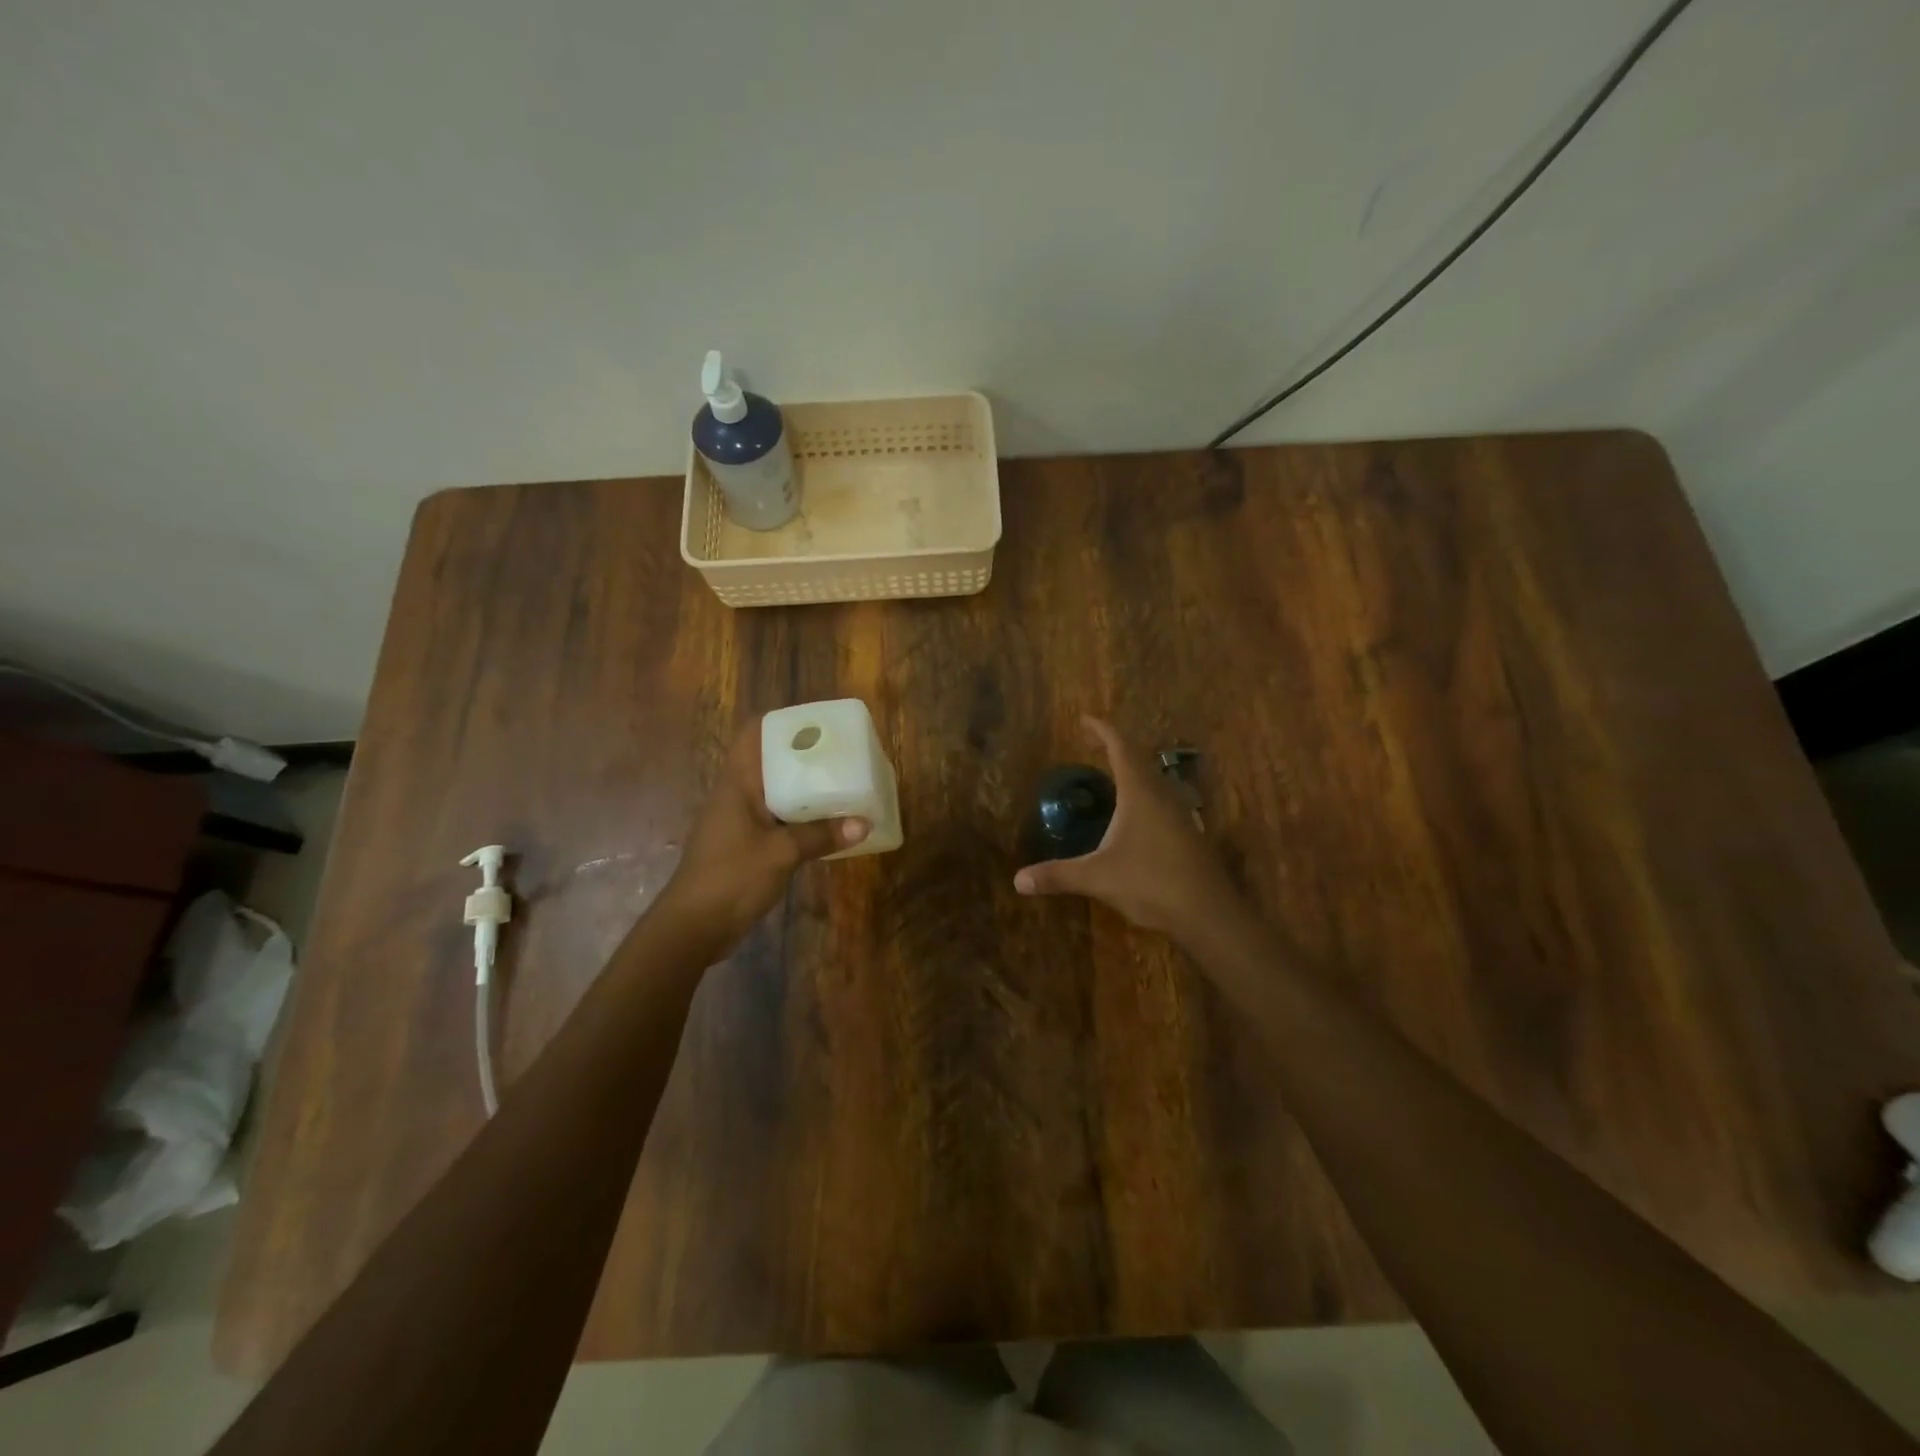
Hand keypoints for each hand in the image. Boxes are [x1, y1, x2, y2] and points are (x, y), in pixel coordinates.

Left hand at [657, 721, 867, 949]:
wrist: (693, 927)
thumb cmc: (731, 877)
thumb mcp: (781, 853)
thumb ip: (821, 836)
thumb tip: (864, 823)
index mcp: (737, 784)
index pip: (753, 735)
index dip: (783, 722)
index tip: (818, 722)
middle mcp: (737, 795)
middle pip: (770, 762)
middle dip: (803, 755)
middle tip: (841, 753)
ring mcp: (740, 821)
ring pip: (775, 792)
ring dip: (804, 788)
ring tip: (842, 782)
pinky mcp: (746, 845)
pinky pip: (778, 819)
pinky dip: (801, 817)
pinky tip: (827, 823)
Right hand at [1014, 716, 1239, 939]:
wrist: (1209, 913)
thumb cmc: (1151, 883)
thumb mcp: (1098, 877)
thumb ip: (1058, 875)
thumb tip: (1018, 880)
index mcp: (1140, 793)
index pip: (1120, 747)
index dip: (1102, 730)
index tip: (1085, 719)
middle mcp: (1163, 795)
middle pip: (1139, 759)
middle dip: (1114, 747)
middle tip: (1092, 743)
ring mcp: (1181, 813)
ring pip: (1155, 779)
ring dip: (1133, 770)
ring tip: (1112, 773)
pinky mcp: (1189, 833)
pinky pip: (1163, 799)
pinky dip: (1144, 793)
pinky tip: (1136, 815)